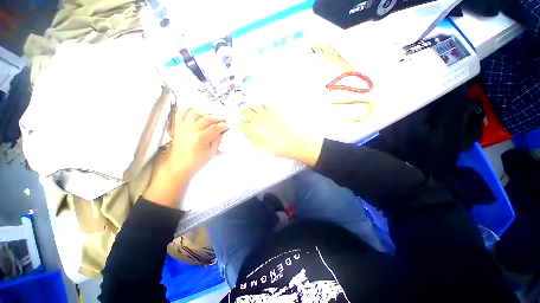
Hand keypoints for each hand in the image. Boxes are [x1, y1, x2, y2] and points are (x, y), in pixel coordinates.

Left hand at [166, 107, 227, 177]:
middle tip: (224, 119)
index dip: (223, 125)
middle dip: (217, 118)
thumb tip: (223, 131)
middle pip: (206, 118)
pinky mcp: (178, 126)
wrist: (178, 166)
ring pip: (195, 112)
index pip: (215, 128)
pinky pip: (181, 113)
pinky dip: (187, 108)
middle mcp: (191, 129)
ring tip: (211, 115)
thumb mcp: (211, 153)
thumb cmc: (197, 162)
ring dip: (205, 112)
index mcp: (200, 138)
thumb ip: (217, 140)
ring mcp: (183, 127)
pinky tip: (195, 108)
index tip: (229, 125)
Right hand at [238, 105, 322, 165]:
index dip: (238, 125)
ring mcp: (266, 114)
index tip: (239, 126)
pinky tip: (262, 109)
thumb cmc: (277, 148)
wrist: (292, 143)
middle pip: (244, 111)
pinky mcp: (274, 111)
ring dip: (250, 108)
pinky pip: (265, 104)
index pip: (239, 124)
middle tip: (243, 116)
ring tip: (252, 112)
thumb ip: (251, 140)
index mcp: (252, 130)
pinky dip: (261, 105)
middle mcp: (257, 120)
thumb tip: (246, 134)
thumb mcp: (260, 149)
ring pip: (253, 105)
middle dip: (242, 114)